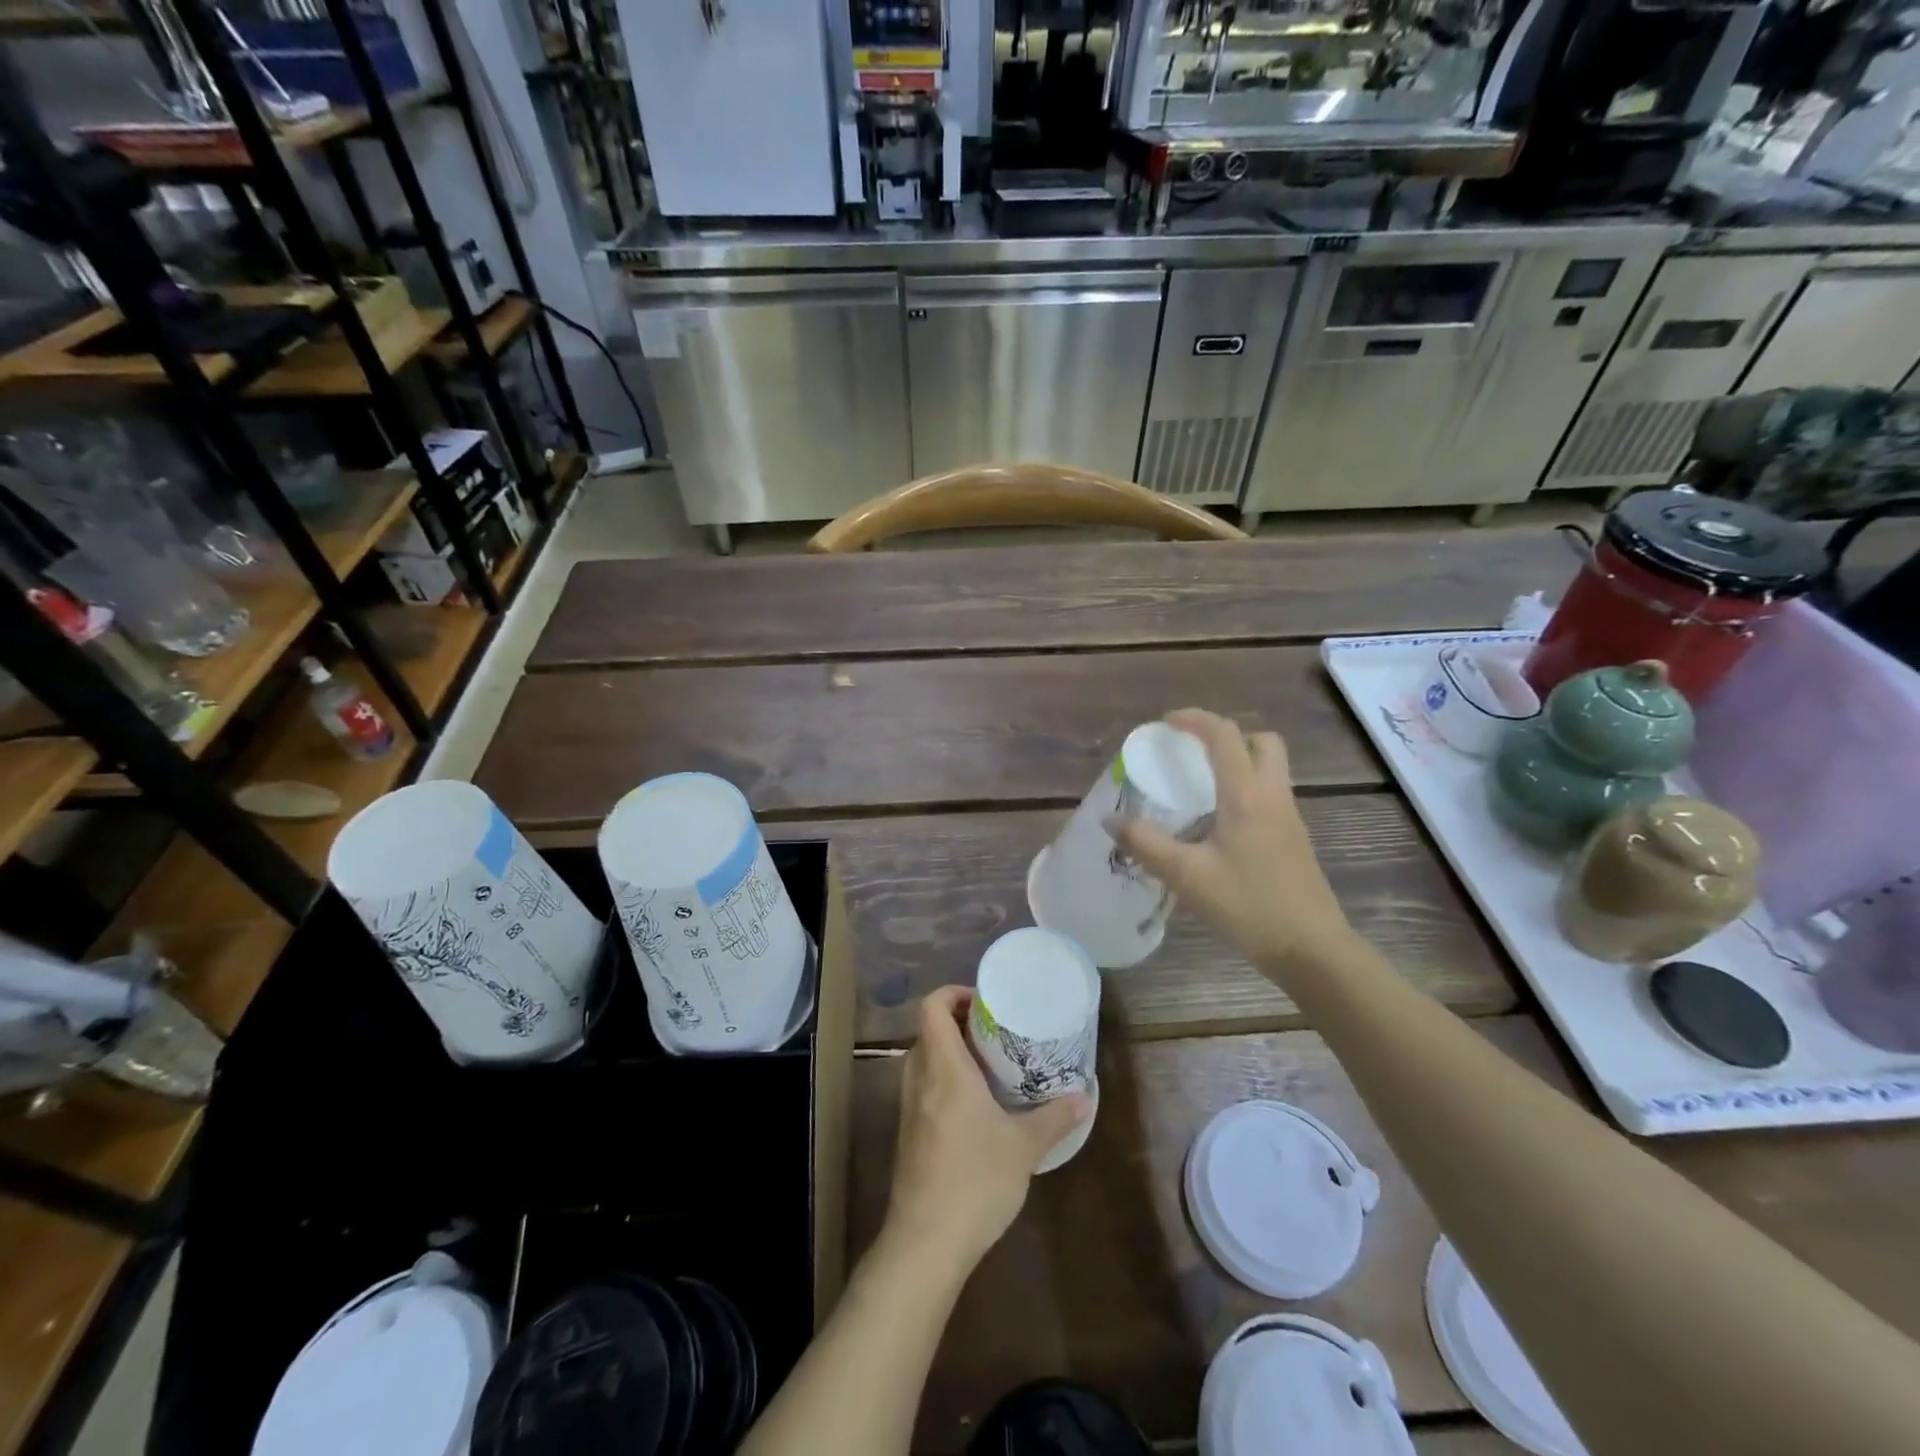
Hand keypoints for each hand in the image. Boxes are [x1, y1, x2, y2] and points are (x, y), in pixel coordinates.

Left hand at [884, 986, 1090, 1272]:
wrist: (925, 1243)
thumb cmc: (975, 1181)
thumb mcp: (1024, 1147)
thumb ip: (1054, 1117)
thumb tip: (1084, 1098)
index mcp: (944, 1067)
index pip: (933, 1006)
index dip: (954, 993)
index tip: (986, 1003)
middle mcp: (919, 1077)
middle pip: (930, 1029)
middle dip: (961, 1023)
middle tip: (997, 1032)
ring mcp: (908, 1106)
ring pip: (925, 1058)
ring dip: (953, 1052)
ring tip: (991, 1066)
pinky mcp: (908, 1132)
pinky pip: (923, 1086)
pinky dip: (945, 1079)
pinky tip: (976, 1106)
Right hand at [1111, 708, 1354, 972]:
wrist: (1311, 949)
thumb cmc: (1249, 906)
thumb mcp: (1187, 876)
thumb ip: (1145, 844)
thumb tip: (1110, 820)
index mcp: (1247, 795)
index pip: (1224, 735)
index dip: (1194, 719)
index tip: (1164, 724)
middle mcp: (1272, 796)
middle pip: (1261, 741)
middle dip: (1226, 736)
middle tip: (1193, 753)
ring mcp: (1288, 817)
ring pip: (1269, 767)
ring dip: (1238, 761)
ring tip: (1200, 786)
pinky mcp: (1293, 838)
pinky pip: (1269, 793)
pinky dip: (1245, 789)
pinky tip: (1218, 823)